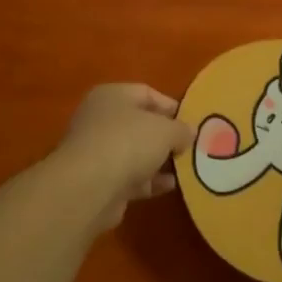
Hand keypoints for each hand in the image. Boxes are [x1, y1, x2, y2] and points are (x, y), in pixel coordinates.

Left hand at [54, 83, 194, 230]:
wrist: (89, 188)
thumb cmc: (128, 143)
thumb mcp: (166, 130)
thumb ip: (181, 129)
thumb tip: (189, 133)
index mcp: (112, 96)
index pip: (146, 93)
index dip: (171, 107)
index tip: (192, 123)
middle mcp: (100, 119)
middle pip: (140, 124)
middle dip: (166, 136)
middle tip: (190, 147)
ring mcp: (98, 151)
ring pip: (136, 152)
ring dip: (159, 161)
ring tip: (186, 168)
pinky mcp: (99, 180)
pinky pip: (131, 176)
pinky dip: (150, 181)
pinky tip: (170, 186)